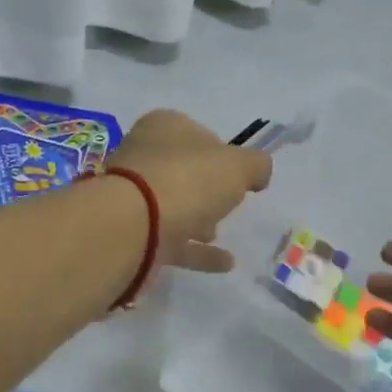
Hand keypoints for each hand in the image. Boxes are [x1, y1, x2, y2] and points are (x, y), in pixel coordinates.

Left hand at [108, 110, 271, 272]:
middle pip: (182, 171)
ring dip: (197, 219)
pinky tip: (225, 263)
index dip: (221, 152)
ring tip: (218, 235)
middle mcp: (144, 157)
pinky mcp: (133, 234)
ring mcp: (134, 198)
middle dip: (205, 188)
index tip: (239, 174)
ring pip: (173, 206)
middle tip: (228, 204)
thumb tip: (259, 172)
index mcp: (165, 127)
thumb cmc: (187, 181)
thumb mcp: (237, 166)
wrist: (132, 226)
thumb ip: (256, 165)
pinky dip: (197, 252)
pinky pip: (172, 241)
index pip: (198, 133)